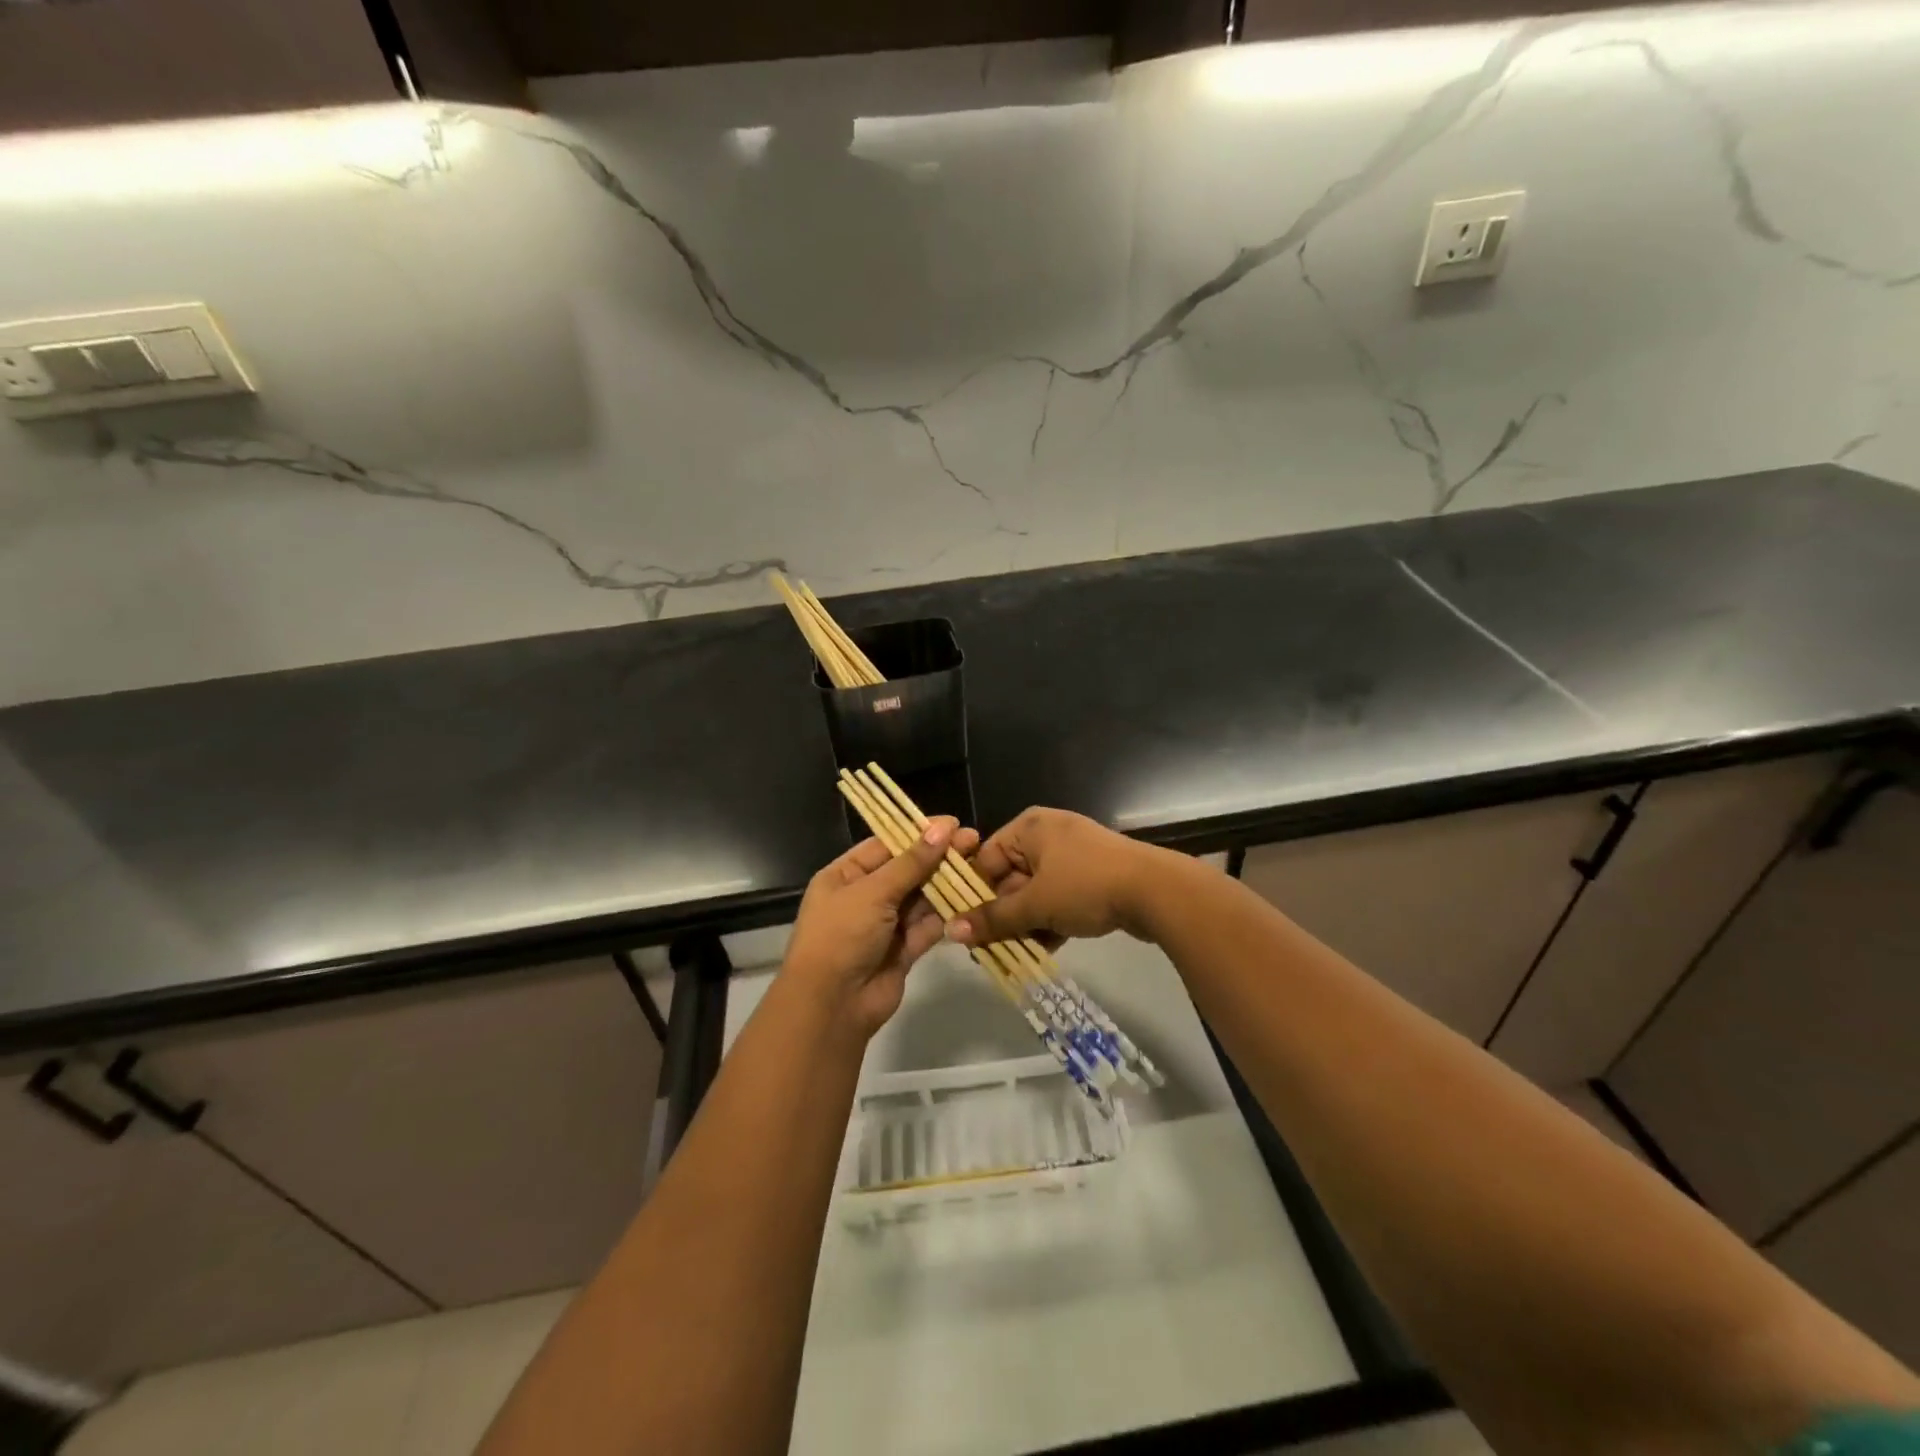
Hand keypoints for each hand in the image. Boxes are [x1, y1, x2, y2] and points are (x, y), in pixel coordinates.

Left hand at [780, 818, 977, 1037]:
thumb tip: (942, 828)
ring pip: (921, 898)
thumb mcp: (873, 892)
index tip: (953, 824)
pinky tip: (972, 898)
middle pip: (907, 870)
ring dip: (947, 884)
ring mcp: (885, 925)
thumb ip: (911, 862)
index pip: (886, 845)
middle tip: (974, 842)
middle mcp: (864, 897)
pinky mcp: (903, 950)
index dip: (918, 833)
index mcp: (845, 876)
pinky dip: (947, 914)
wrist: (831, 1006)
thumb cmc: (841, 936)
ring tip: (979, 866)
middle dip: (938, 857)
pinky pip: (928, 926)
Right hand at [944, 807, 1181, 948]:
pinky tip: (1042, 952)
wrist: (1156, 891)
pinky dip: (1050, 922)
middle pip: (1011, 878)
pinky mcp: (1093, 877)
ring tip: (1012, 956)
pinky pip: (1060, 899)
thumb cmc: (1085, 886)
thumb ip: (993, 919)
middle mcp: (1048, 835)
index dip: (975, 893)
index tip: (966, 926)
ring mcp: (1073, 856)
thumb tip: (950, 931)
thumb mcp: (1035, 905)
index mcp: (1029, 828)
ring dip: (1025, 924)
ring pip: (1036, 893)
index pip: (986, 859)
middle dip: (1002, 915)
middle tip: (988, 949)